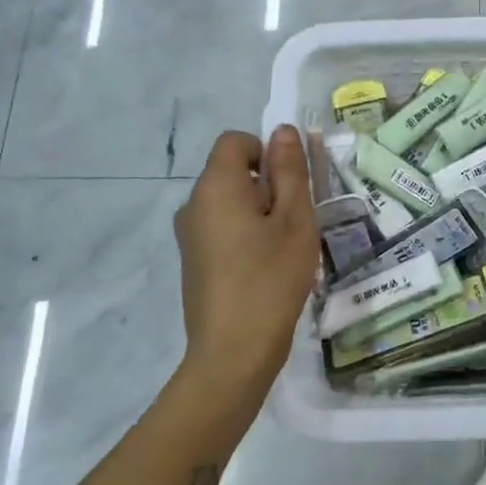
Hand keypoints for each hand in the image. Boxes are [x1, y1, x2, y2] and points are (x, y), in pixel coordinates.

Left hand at [173, 128, 319, 398]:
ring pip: (230, 203)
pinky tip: (266, 270)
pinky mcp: (193, 261)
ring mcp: (189, 235)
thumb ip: (290, 171)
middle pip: (233, 171)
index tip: (291, 188)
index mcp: (216, 186)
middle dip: (267, 186)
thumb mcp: (295, 220)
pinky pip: (222, 229)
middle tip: (296, 223)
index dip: (267, 152)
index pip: (236, 141)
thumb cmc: (271, 279)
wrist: (233, 353)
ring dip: (260, 213)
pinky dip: (246, 235)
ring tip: (284, 250)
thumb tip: (282, 131)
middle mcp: (194, 204)